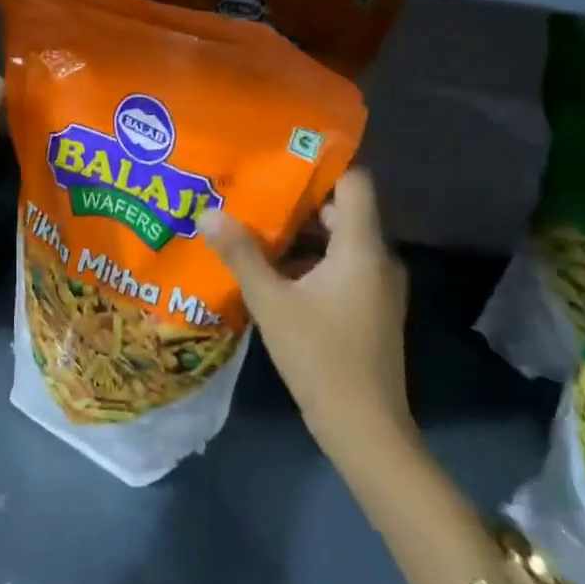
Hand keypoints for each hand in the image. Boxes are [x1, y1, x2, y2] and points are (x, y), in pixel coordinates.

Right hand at [202, 170, 411, 450]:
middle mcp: (377, 259)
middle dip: (295, 200)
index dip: (321, 164)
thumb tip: (207, 212)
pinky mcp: (369, 307)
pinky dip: (307, 259)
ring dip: (297, 233)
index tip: (279, 154)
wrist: (365, 429)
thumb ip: (240, 253)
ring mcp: (376, 286)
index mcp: (361, 248)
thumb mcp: (271, 302)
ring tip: (250, 224)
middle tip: (250, 190)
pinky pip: (339, 265)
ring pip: (337, 240)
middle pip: (340, 210)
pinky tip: (268, 267)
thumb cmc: (320, 357)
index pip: (355, 182)